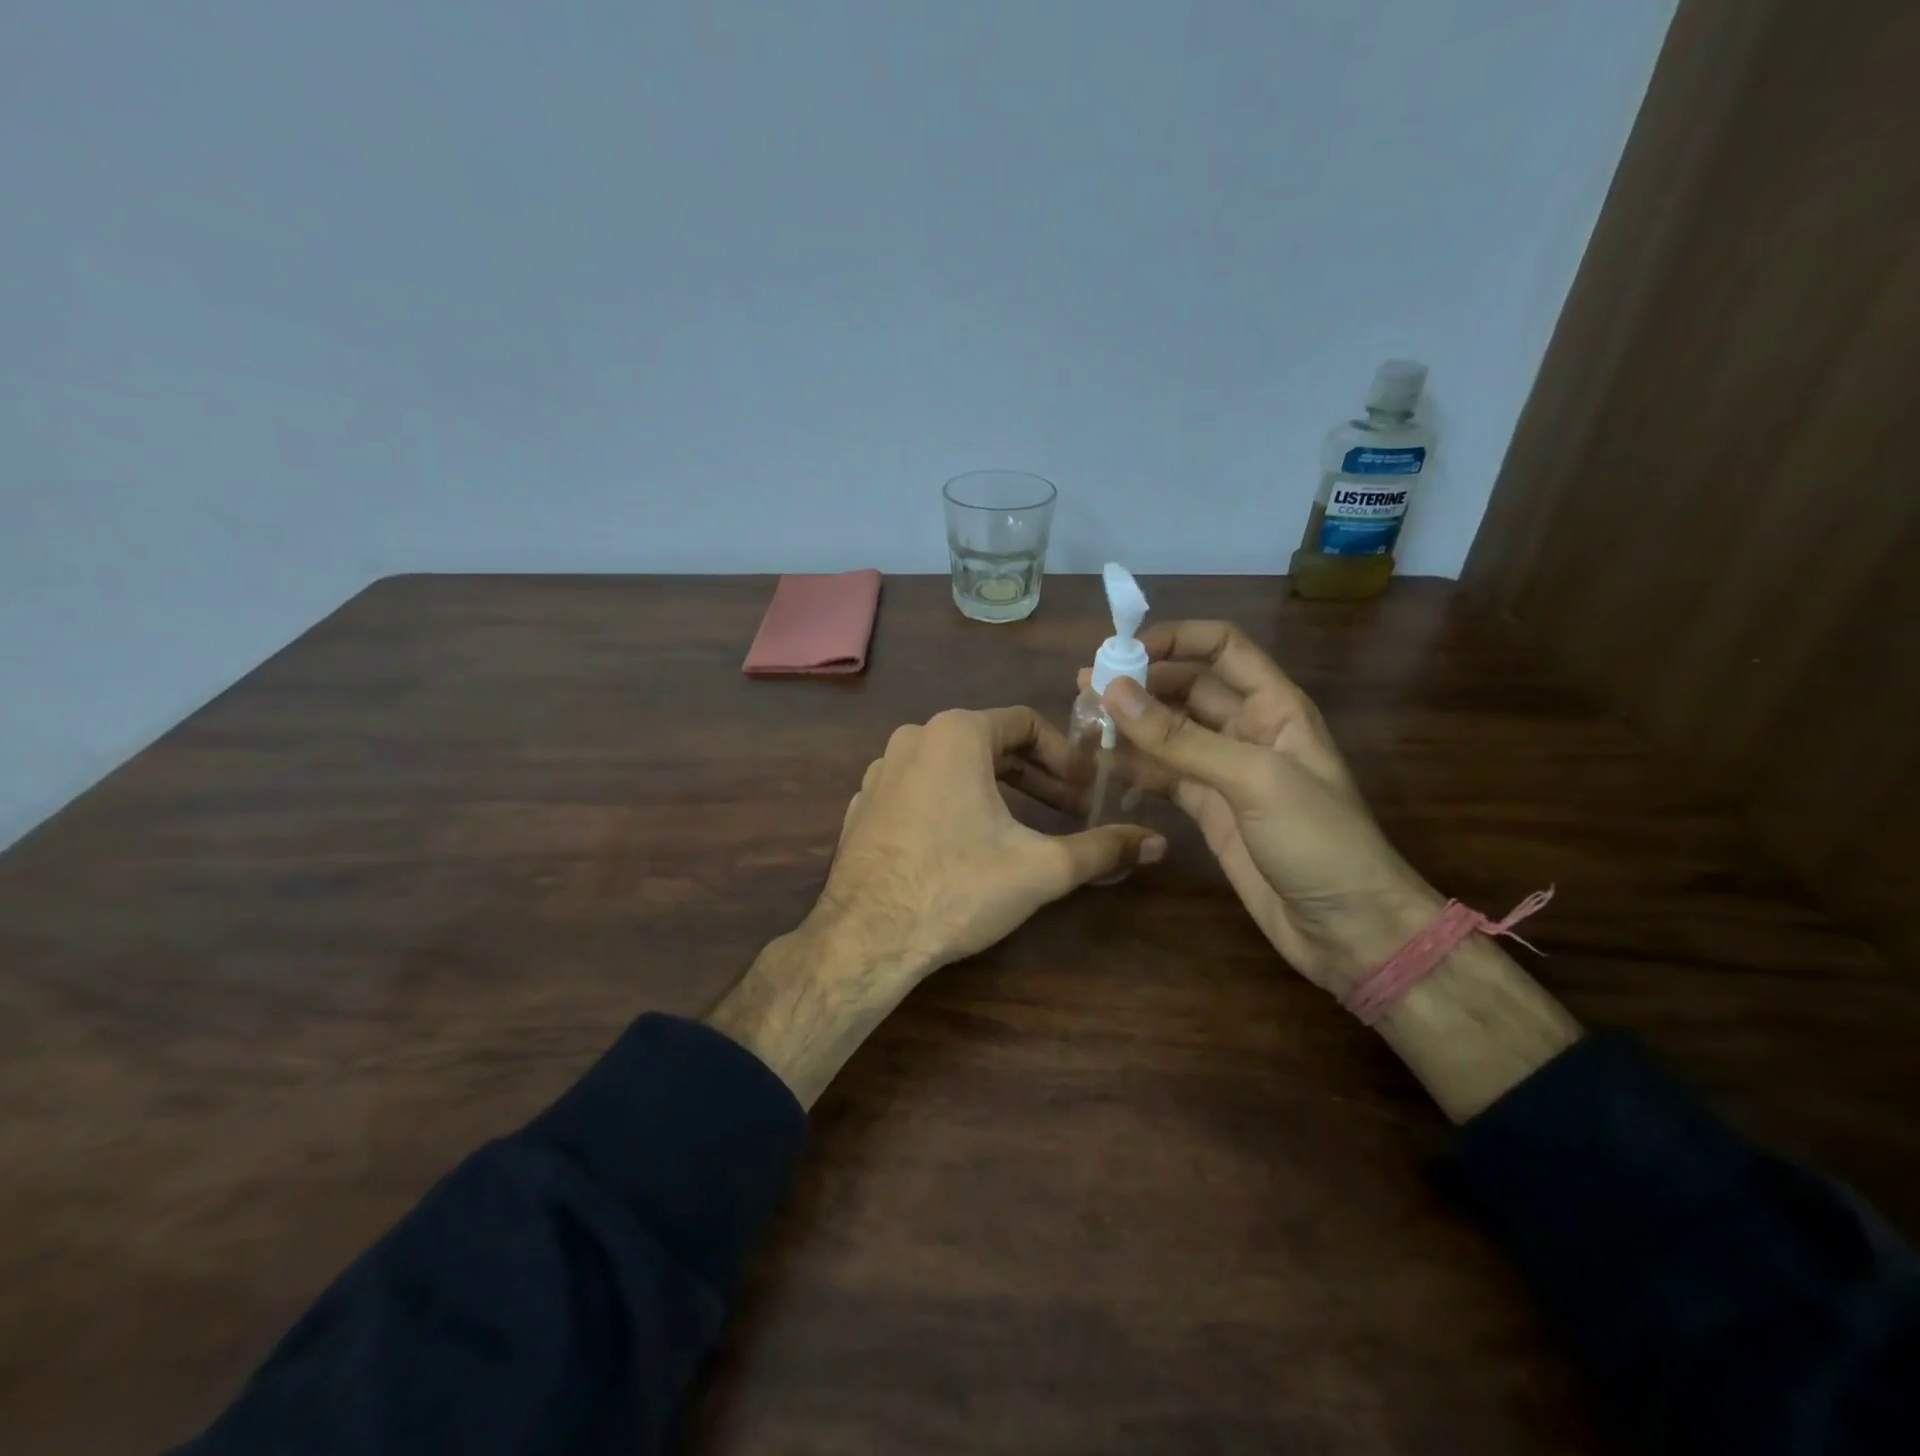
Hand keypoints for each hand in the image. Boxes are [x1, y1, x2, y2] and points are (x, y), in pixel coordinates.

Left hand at [712, 707, 1163, 1105]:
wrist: (866, 938)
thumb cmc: (957, 888)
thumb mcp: (1041, 868)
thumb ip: (1102, 849)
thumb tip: (1156, 842)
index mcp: (955, 734)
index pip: (1027, 724)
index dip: (1066, 755)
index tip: (1089, 790)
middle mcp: (913, 738)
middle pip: (991, 743)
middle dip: (1036, 776)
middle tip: (1070, 810)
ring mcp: (881, 771)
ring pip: (954, 766)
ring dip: (996, 789)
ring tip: (1025, 826)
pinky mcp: (864, 805)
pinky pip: (921, 789)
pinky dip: (954, 803)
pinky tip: (968, 843)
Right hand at [1086, 621, 1437, 991]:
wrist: (1348, 930)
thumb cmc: (1318, 841)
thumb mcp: (1252, 779)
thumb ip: (1180, 739)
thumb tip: (1113, 690)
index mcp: (1274, 706)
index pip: (1221, 648)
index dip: (1174, 640)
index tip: (1120, 652)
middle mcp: (1247, 729)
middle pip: (1186, 688)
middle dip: (1140, 683)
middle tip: (1085, 689)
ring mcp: (1225, 772)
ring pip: (1169, 733)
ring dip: (1129, 725)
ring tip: (1080, 723)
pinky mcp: (1207, 810)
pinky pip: (1163, 776)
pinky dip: (1133, 768)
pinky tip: (1099, 766)